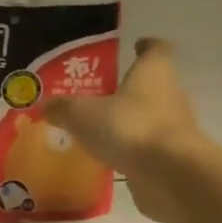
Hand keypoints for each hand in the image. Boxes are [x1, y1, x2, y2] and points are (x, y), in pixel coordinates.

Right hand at [44, 37, 208, 222]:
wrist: (172, 176)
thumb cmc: (129, 127)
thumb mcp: (82, 115)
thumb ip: (63, 108)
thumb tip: (46, 105)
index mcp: (153, 73)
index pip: (155, 49)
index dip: (145, 46)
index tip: (133, 47)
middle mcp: (170, 95)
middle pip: (150, 84)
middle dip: (127, 88)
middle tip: (96, 92)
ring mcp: (175, 128)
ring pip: (148, 116)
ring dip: (128, 120)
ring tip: (96, 127)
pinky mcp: (173, 157)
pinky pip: (147, 146)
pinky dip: (131, 148)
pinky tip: (107, 156)